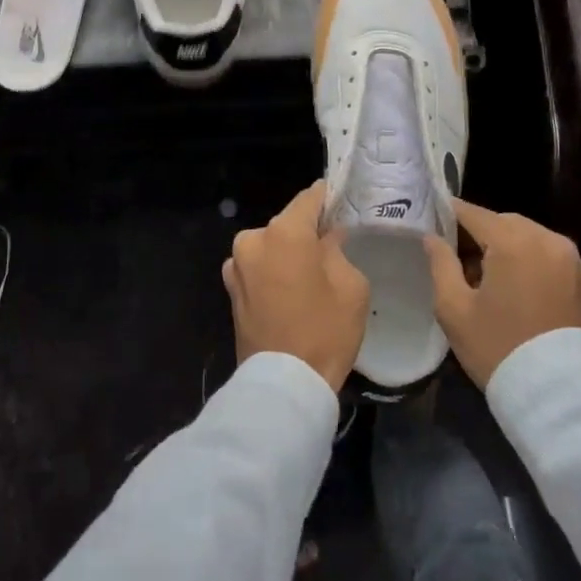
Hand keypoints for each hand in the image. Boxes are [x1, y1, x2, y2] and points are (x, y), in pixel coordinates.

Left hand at [224, 182, 370, 391]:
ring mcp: (236, 265)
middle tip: (331, 246)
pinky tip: (290, 292)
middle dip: (307, 232)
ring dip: (287, 254)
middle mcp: (253, 240)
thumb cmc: (325, 330)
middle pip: (287, 224)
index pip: (309, 198)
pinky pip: (258, 269)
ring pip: (270, 247)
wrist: (284, 384)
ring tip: (310, 275)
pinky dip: (272, 272)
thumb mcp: (350, 286)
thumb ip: (338, 250)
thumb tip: (327, 237)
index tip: (340, 199)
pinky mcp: (230, 290)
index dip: (327, 197)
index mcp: (284, 232)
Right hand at [424, 201, 580, 387]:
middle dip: (477, 232)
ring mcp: (568, 256)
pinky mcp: (580, 276)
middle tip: (453, 255)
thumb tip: (432, 237)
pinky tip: (509, 283)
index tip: (430, 217)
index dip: (449, 213)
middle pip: (501, 221)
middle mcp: (545, 238)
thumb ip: (440, 264)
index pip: (473, 213)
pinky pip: (543, 252)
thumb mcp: (454, 308)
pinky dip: (524, 256)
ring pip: (524, 234)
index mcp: (513, 241)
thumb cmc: (498, 347)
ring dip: (502, 244)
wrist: (558, 393)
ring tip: (481, 274)